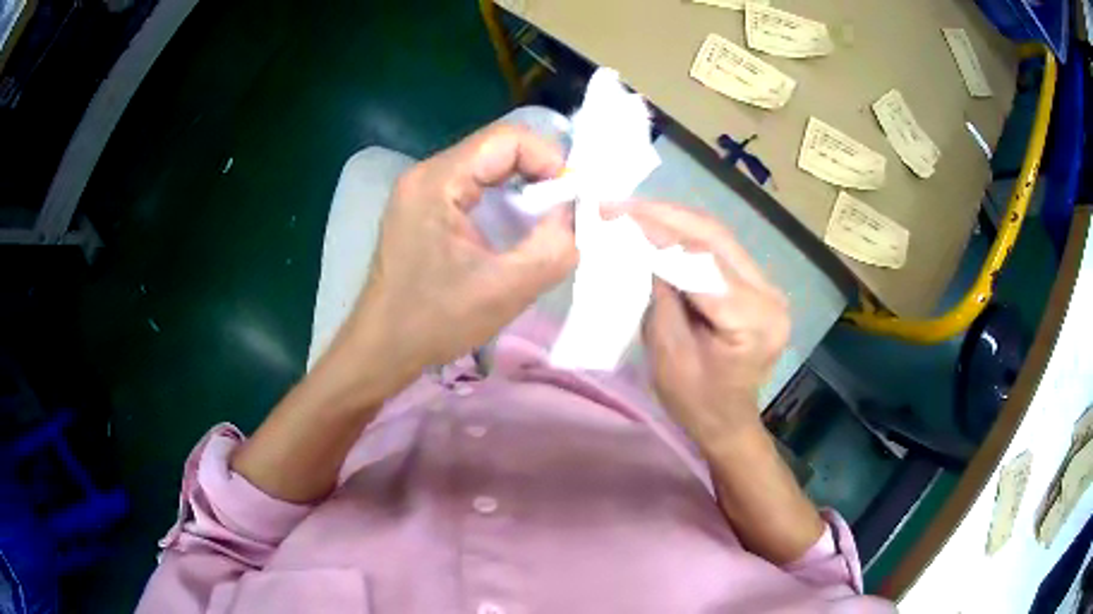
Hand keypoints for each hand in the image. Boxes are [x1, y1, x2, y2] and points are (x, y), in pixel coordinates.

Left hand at [336, 123, 578, 388]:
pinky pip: (471, 190)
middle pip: (496, 151)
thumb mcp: (506, 290)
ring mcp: (420, 191)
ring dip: (521, 192)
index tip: (572, 198)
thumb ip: (554, 249)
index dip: (549, 159)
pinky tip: (511, 235)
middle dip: (537, 176)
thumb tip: (575, 218)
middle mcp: (425, 175)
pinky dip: (500, 204)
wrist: (381, 349)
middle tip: (562, 214)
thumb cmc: (434, 320)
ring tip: (541, 227)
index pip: (506, 139)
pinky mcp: (421, 210)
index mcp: (437, 181)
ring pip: (485, 170)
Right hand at [624, 203, 820, 563]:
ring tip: (632, 209)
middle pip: (714, 237)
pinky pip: (720, 248)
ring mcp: (769, 286)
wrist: (728, 420)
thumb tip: (641, 245)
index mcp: (752, 320)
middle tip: (618, 204)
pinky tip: (659, 224)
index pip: (701, 262)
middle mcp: (769, 295)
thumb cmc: (695, 402)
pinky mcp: (759, 284)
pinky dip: (686, 233)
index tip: (613, 213)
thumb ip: (660, 294)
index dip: (656, 232)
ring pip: (718, 235)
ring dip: (673, 218)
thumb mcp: (667, 352)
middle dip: (663, 215)